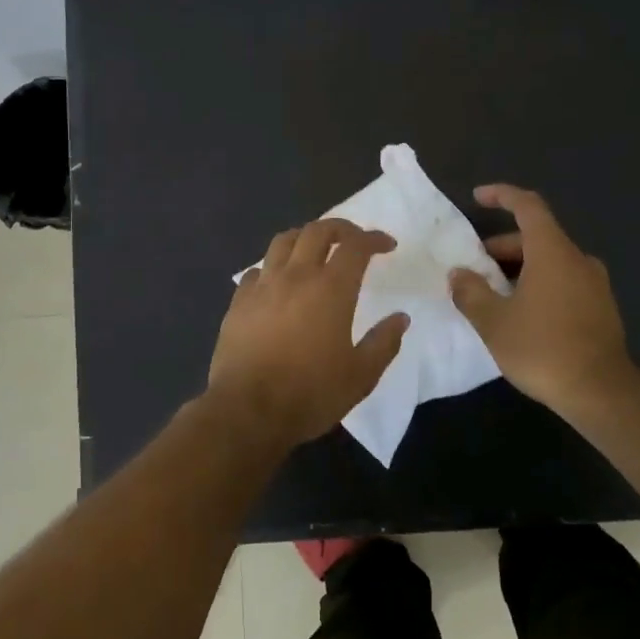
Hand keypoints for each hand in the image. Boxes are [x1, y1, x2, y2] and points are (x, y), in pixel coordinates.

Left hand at [207, 219, 409, 448]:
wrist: (247, 410)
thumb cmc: (310, 393)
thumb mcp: (361, 376)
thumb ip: (384, 343)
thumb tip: (400, 318)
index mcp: (331, 289)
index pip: (355, 246)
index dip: (374, 239)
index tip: (387, 245)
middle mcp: (296, 276)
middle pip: (317, 231)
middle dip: (340, 228)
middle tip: (354, 239)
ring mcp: (263, 286)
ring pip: (283, 241)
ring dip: (304, 237)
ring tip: (314, 248)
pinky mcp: (238, 302)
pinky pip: (257, 270)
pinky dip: (273, 266)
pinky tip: (277, 281)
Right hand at [448, 185, 637, 416]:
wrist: (601, 392)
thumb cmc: (542, 348)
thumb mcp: (493, 321)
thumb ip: (471, 292)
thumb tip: (459, 274)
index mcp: (553, 252)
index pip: (528, 206)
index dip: (502, 195)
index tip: (478, 197)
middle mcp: (578, 260)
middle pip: (537, 237)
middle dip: (502, 247)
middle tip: (475, 269)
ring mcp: (595, 284)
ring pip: (550, 262)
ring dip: (519, 269)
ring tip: (493, 295)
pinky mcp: (601, 308)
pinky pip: (564, 282)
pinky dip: (539, 285)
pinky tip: (522, 314)